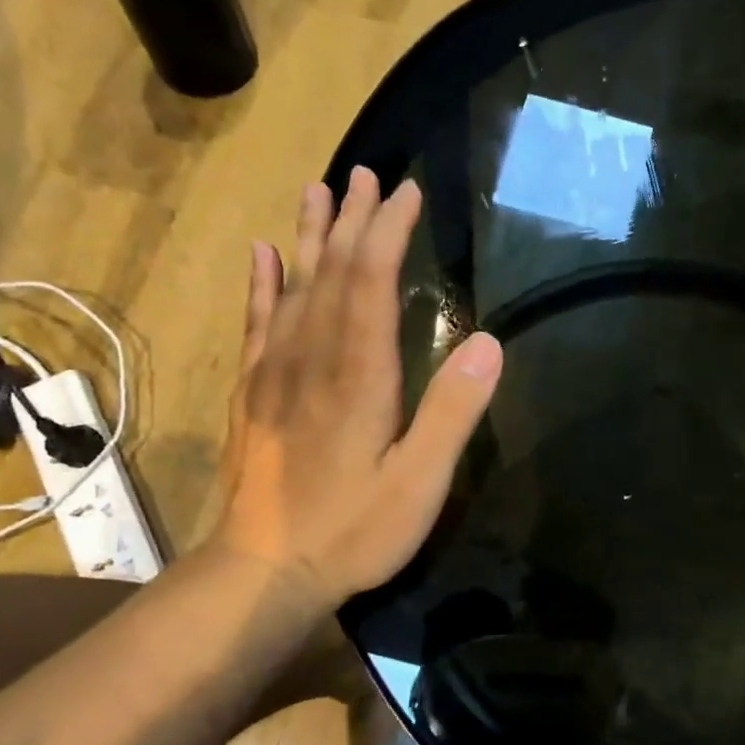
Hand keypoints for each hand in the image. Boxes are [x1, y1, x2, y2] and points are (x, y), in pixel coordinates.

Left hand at [211, 168, 502, 606]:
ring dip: (310, 237)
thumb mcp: (419, 483)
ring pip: (293, 288)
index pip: (371, 282)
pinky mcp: (254, 394)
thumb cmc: (352, 531)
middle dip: (353, 221)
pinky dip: (262, 284)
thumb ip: (452, 412)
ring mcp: (274, 374)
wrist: (264, 571)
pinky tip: (263, 255)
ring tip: (318, 191)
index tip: (407, 192)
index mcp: (358, 375)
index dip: (389, 232)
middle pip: (331, 273)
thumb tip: (490, 342)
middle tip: (367, 174)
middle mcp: (311, 358)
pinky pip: (256, 324)